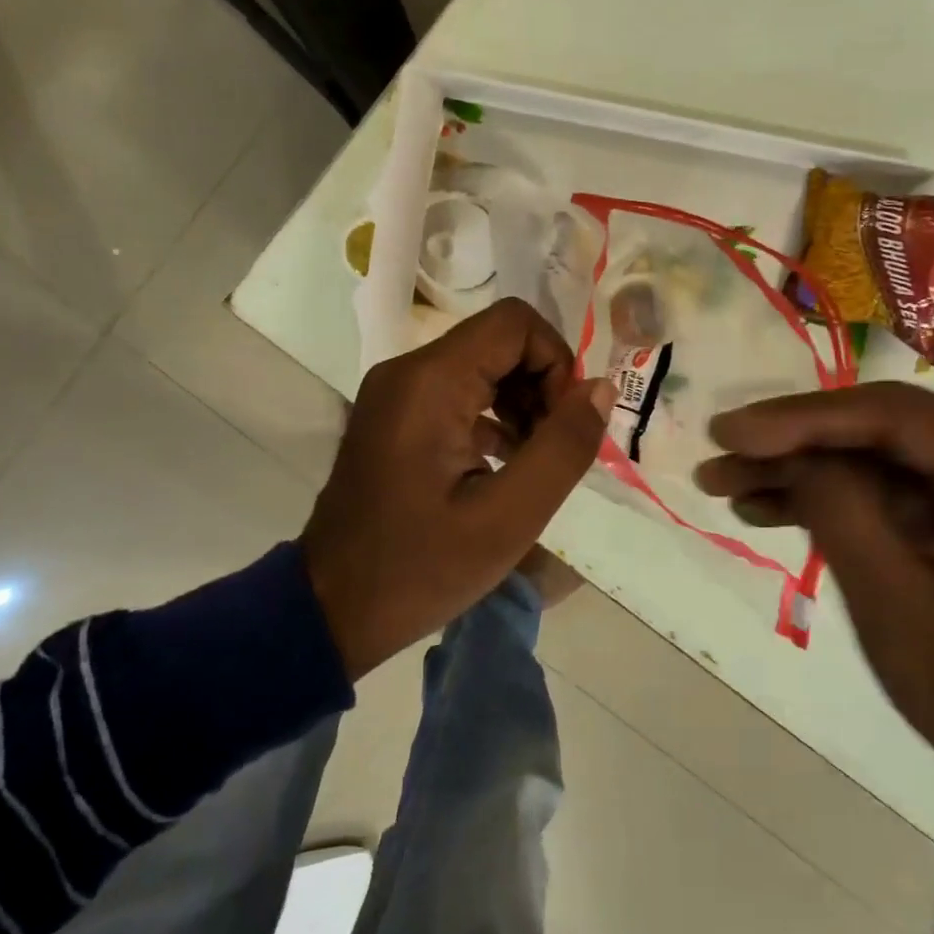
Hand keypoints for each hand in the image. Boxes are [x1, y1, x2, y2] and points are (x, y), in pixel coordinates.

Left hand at [302, 299, 613, 680]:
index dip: (557, 364)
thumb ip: (563, 448)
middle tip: (553, 452)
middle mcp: (408, 371)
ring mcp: (397, 393)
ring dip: (522, 404)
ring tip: (533, 465)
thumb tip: (602, 388)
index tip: (565, 427)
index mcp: (430, 382)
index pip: (515, 323)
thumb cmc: (420, 568)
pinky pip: (459, 392)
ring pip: (483, 366)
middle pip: (500, 342)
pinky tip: (506, 466)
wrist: (331, 610)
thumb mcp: (507, 518)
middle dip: (542, 387)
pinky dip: (494, 418)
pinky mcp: (396, 417)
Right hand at [696, 384, 933, 933]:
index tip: (725, 432)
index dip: (799, 418)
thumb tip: (786, 450)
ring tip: (725, 486)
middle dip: (792, 445)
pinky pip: (886, 495)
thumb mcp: (896, 599)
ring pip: (873, 460)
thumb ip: (837, 508)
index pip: (892, 416)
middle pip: (879, 431)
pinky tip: (767, 511)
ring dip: (799, 473)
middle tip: (717, 457)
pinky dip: (828, 502)